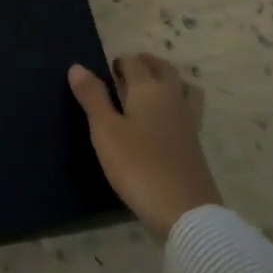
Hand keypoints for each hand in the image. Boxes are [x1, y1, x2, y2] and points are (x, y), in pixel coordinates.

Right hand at [69, 54, 220, 239]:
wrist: (185, 210)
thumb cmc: (138, 165)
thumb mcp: (105, 131)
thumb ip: (92, 97)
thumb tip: (77, 67)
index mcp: (149, 89)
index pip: (135, 63)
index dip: (121, 62)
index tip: (108, 68)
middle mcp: (172, 98)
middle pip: (164, 69)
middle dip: (147, 63)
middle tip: (130, 69)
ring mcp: (188, 121)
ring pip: (183, 87)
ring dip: (168, 80)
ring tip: (152, 88)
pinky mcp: (195, 144)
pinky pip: (188, 110)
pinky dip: (177, 103)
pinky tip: (164, 120)